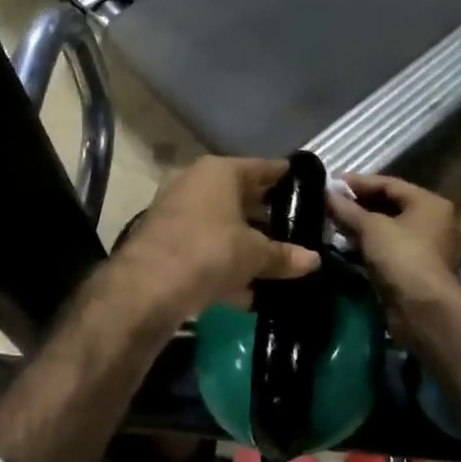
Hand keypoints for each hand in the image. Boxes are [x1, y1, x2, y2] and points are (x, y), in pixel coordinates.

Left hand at [112, 156, 320, 320]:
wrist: (146, 289)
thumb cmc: (209, 252)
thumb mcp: (255, 254)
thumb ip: (284, 255)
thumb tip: (314, 261)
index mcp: (219, 172)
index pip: (264, 168)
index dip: (289, 180)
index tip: (312, 192)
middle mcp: (196, 185)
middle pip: (243, 198)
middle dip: (270, 218)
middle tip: (302, 233)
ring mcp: (178, 215)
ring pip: (225, 228)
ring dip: (250, 247)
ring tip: (282, 265)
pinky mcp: (168, 246)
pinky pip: (208, 252)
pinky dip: (228, 268)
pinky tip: (252, 294)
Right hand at [326, 174, 460, 302]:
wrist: (424, 310)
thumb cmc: (402, 257)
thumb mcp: (371, 228)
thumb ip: (348, 210)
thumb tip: (327, 194)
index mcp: (430, 203)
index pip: (390, 184)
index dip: (359, 182)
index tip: (332, 182)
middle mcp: (434, 222)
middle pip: (391, 207)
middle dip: (359, 206)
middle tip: (330, 204)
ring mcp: (428, 249)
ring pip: (389, 231)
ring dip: (362, 228)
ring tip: (333, 225)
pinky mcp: (417, 272)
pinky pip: (390, 251)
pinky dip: (370, 248)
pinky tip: (346, 248)